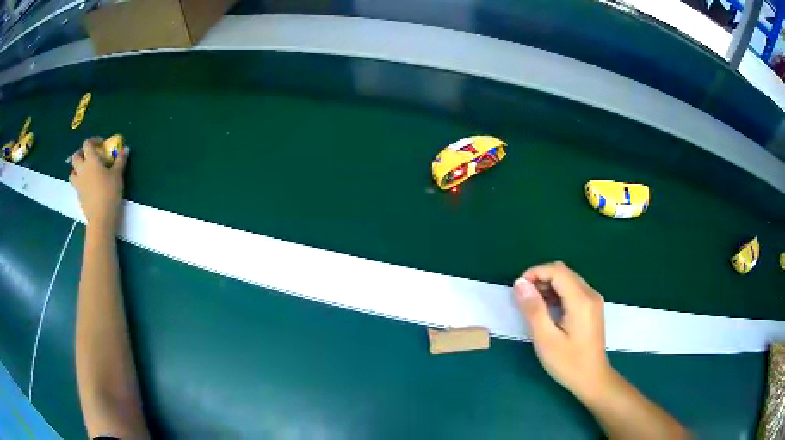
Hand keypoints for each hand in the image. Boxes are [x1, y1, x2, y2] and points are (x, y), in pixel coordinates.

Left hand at [69, 138, 128, 233]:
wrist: (101, 218)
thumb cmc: (109, 193)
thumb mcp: (118, 175)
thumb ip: (120, 161)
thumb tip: (125, 148)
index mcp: (91, 160)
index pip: (87, 144)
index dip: (93, 141)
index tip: (101, 144)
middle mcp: (82, 170)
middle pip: (75, 157)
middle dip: (81, 154)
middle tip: (88, 156)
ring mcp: (78, 185)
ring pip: (72, 173)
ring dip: (76, 170)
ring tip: (84, 172)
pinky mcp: (79, 197)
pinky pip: (76, 186)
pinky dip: (80, 184)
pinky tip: (88, 188)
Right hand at [514, 261, 611, 401]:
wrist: (592, 379)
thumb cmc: (568, 363)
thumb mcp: (546, 339)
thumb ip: (533, 309)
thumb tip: (520, 283)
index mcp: (581, 300)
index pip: (557, 271)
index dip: (535, 272)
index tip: (518, 288)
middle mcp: (590, 294)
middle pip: (563, 272)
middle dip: (540, 278)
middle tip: (523, 297)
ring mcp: (593, 300)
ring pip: (568, 280)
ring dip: (548, 285)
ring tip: (532, 304)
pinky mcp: (592, 308)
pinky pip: (573, 290)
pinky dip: (557, 293)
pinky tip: (547, 309)